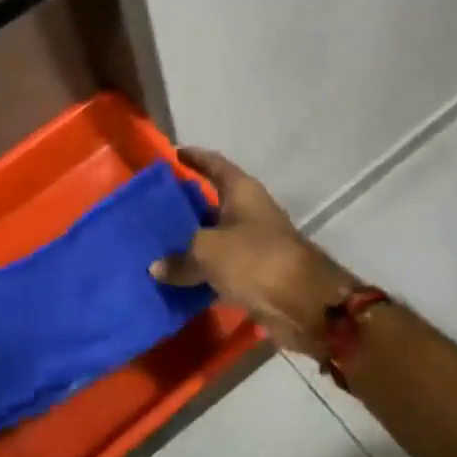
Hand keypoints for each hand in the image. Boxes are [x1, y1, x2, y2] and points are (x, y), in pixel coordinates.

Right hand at [150, 149, 354, 357]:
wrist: (303, 303)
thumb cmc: (255, 259)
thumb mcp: (208, 251)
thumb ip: (179, 258)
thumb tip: (156, 268)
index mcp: (242, 192)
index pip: (214, 165)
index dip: (194, 157)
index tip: (172, 154)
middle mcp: (249, 212)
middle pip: (212, 202)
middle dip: (185, 205)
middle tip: (152, 207)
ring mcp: (253, 244)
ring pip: (213, 239)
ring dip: (189, 243)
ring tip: (155, 244)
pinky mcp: (254, 275)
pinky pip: (219, 269)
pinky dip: (199, 273)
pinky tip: (173, 278)